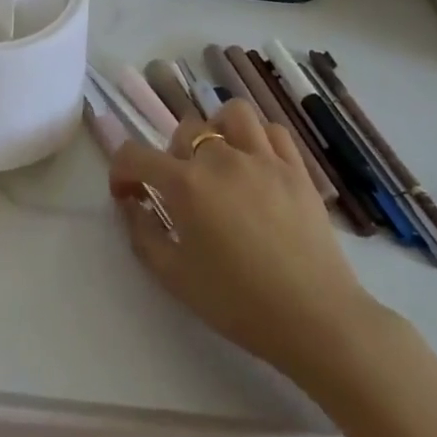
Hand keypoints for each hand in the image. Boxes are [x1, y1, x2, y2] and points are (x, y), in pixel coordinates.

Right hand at [109, 98, 380, 388]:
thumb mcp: (174, 277)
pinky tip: (256, 165)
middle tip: (181, 192)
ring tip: (219, 162)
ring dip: (217, 132)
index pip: (135, 155)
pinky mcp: (296, 169)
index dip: (121, 172)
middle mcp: (220, 158)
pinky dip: (258, 139)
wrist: (315, 320)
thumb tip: (130, 205)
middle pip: (185, 132)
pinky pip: (272, 131)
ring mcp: (263, 158)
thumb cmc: (238, 303)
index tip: (127, 195)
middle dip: (172, 157)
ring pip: (231, 116)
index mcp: (185, 184)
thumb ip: (142, 234)